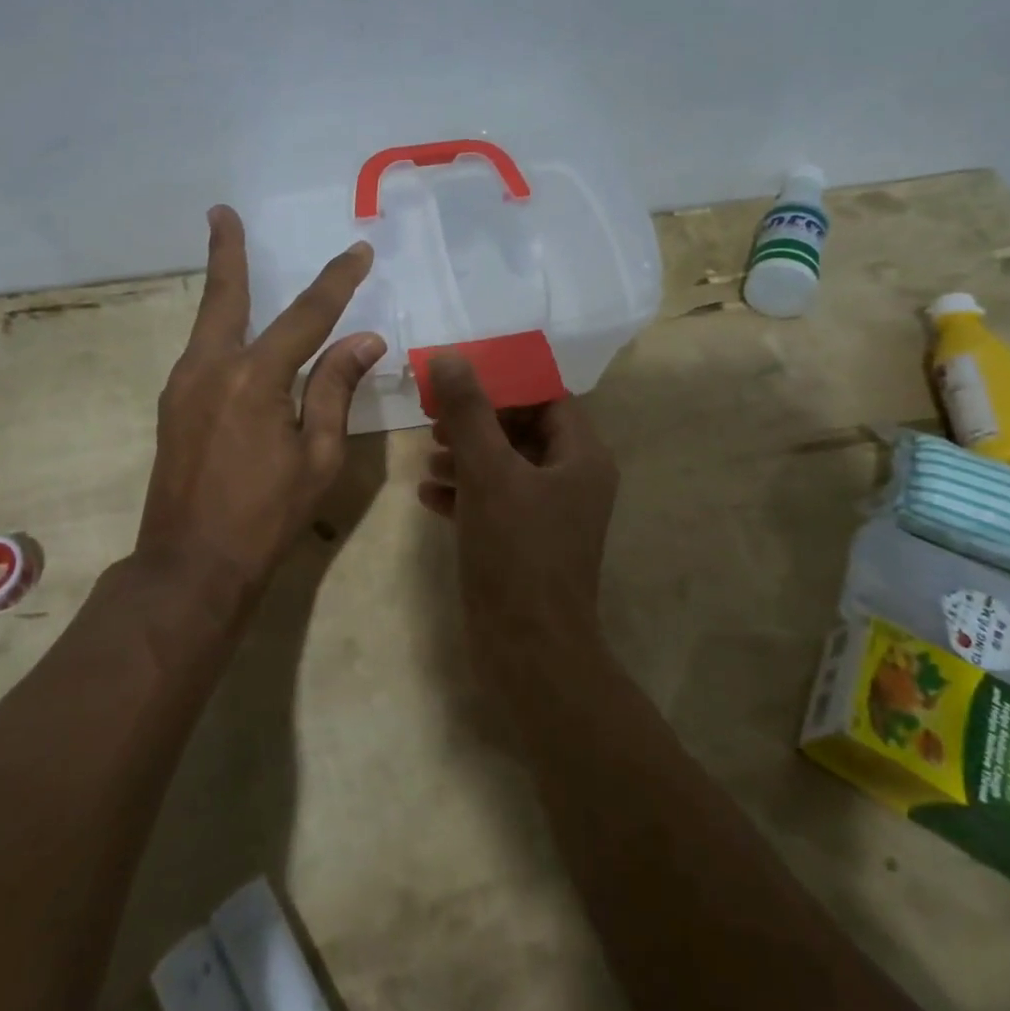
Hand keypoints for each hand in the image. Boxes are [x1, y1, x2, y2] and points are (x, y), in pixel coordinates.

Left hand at [136, 205, 384, 589]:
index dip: (336, 281)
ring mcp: (182, 385)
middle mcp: (211, 367)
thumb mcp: (319, 456)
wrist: (190, 566)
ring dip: (222, 288)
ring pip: (208, 323)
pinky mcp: (172, 406)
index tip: (358, 252)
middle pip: (225, 297)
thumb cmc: (266, 516)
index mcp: (255, 378)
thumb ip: (336, 389)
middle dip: (228, 251)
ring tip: (230, 255)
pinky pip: (202, 352)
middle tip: (221, 212)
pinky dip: (220, 329)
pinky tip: (232, 333)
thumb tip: (364, 340)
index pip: (307, 315)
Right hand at [419, 354, 619, 687]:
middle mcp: (573, 480)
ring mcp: (550, 514)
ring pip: (506, 466)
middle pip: (523, 429)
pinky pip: (496, 501)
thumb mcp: (488, 473)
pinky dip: (466, 492)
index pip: (546, 397)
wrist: (529, 652)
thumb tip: (450, 357)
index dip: (503, 383)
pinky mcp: (526, 542)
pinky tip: (428, 495)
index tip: (458, 380)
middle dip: (478, 422)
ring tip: (428, 457)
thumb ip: (469, 413)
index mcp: (581, 456)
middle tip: (436, 419)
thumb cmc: (517, 553)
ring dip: (467, 456)